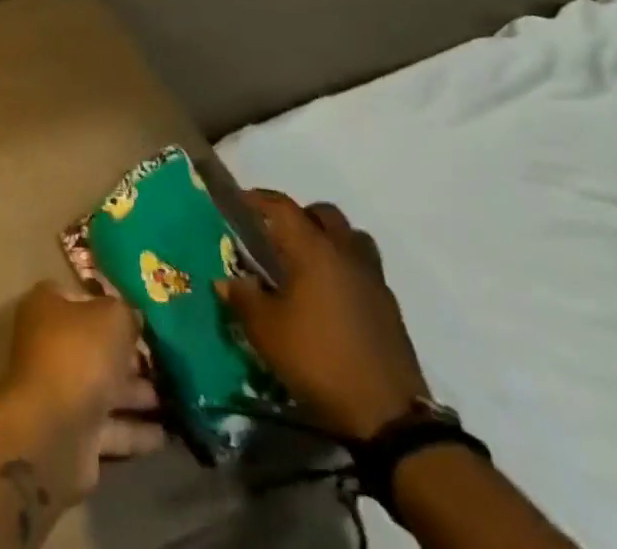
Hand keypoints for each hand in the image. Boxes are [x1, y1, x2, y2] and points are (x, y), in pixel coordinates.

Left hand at [0, 282, 164, 503]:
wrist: (51, 433)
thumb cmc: (78, 356)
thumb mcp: (112, 317)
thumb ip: (126, 314)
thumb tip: (133, 320)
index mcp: (48, 307)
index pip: (82, 297)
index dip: (111, 303)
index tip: (141, 316)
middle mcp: (50, 345)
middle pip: (95, 344)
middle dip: (129, 354)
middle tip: (165, 361)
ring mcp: (61, 391)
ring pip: (104, 387)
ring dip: (136, 393)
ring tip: (173, 396)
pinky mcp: (74, 434)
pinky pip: (110, 428)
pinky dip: (135, 430)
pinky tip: (163, 434)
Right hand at [216, 190, 428, 439]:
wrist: (389, 416)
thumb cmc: (318, 360)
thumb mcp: (266, 332)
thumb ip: (243, 299)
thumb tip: (226, 280)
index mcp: (313, 249)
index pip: (283, 207)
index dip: (259, 199)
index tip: (241, 200)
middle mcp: (345, 253)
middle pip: (325, 214)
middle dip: (300, 216)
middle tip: (279, 235)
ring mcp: (373, 279)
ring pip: (352, 238)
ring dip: (331, 239)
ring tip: (310, 263)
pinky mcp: (390, 308)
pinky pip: (365, 269)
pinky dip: (347, 270)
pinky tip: (332, 297)